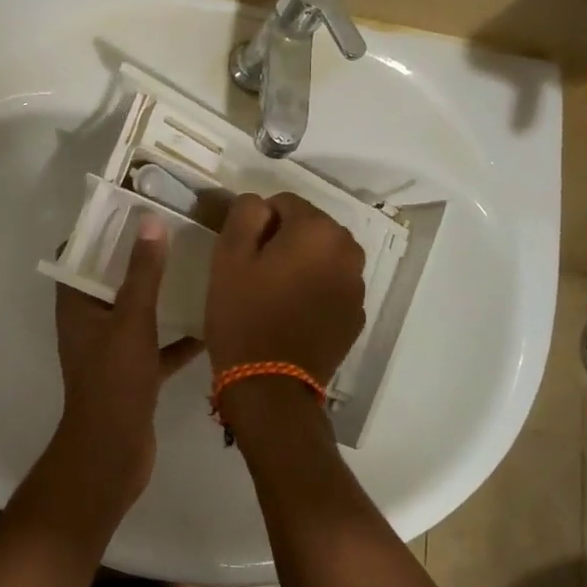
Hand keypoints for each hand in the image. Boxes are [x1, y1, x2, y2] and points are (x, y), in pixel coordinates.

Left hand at [52, 217, 202, 508]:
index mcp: (76, 305)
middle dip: (137, 258)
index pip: (77, 255)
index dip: (98, 231)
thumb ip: (142, 272)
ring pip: (136, 312)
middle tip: (173, 232)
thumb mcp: (132, 319)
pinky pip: (156, 346)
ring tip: (193, 268)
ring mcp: (111, 350)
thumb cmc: (114, 380)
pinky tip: (210, 323)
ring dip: (159, 295)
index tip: (130, 209)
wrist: (113, 452)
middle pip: (110, 280)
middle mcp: (89, 323)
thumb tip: (149, 221)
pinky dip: (177, 336)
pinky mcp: (134, 374)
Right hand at [206, 193, 365, 382]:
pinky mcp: (356, 315)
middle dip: (284, 241)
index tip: (243, 254)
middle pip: (309, 228)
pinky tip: (292, 315)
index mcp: (318, 229)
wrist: (270, 385)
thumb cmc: (244, 315)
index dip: (258, 224)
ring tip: (274, 295)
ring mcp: (357, 285)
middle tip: (257, 274)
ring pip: (322, 257)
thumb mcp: (229, 255)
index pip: (283, 202)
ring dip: (302, 265)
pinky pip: (331, 286)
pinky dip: (315, 290)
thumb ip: (246, 213)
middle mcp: (348, 250)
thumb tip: (260, 203)